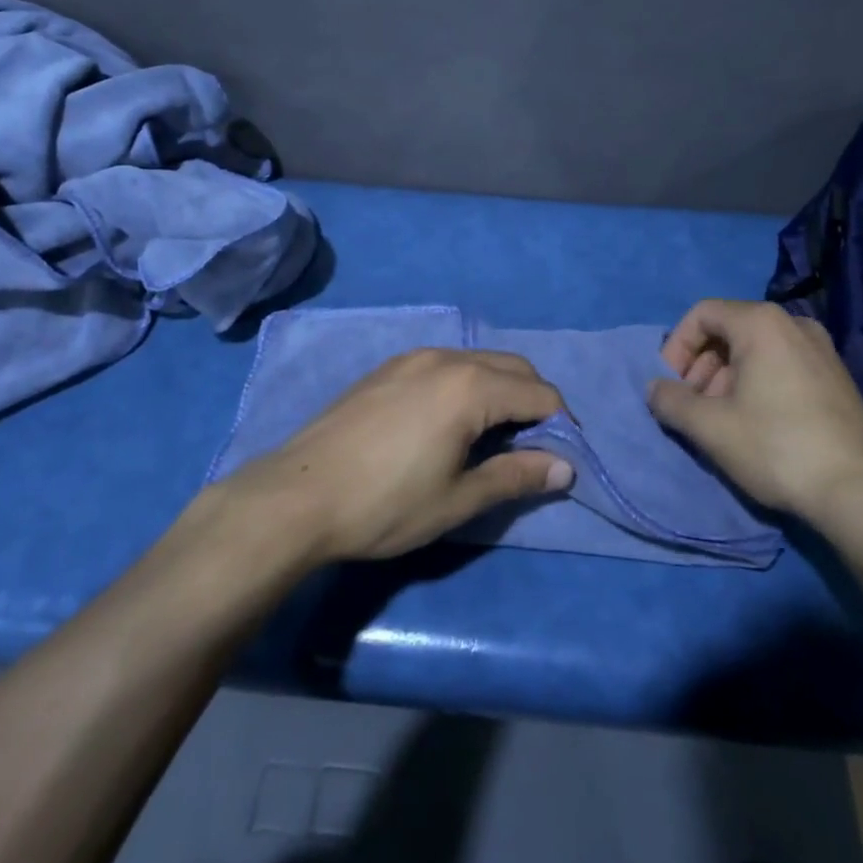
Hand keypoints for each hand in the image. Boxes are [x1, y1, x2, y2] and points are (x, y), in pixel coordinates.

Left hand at [215, 348, 574, 562]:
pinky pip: (445, 364)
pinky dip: (466, 384)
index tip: (561, 457)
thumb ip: (515, 476)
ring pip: (478, 361)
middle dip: (534, 400)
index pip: (540, 393)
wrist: (297, 495)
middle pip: (513, 368)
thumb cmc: (385, 504)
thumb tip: (565, 467)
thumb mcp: (457, 499)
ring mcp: (413, 358)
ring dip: (500, 389)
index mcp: (471, 386)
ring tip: (494, 434)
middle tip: (533, 446)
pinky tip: (449, 420)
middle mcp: (447, 358)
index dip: (561, 424)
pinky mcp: (388, 368)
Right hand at [646, 299, 862, 516]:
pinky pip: (783, 364)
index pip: (702, 313)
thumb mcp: (710, 427)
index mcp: (762, 322)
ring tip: (721, 419)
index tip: (671, 385)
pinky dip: (758, 383)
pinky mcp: (837, 377)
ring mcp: (822, 349)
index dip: (677, 346)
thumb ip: (671, 401)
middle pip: (729, 330)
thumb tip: (654, 389)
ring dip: (726, 377)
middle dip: (701, 365)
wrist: (860, 493)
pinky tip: (756, 425)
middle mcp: (794, 323)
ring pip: (756, 350)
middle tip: (693, 405)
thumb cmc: (776, 448)